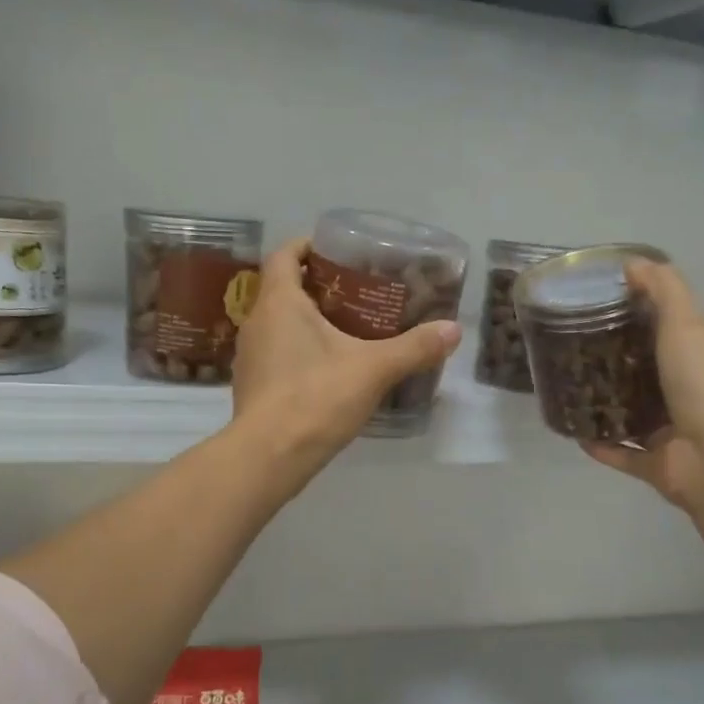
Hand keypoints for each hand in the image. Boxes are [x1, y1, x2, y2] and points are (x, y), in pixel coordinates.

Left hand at [230, 238, 461, 483]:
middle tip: (355, 291)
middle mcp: (256, 322)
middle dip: (316, 285)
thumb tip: (454, 329)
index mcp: (279, 302)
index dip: (308, 245)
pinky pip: (276, 353)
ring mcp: (249, 356)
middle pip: (283, 288)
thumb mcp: (373, 369)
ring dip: (306, 319)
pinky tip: (327, 368)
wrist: (268, 457)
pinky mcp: (252, 386)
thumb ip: (414, 348)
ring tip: (346, 328)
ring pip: (278, 323)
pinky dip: (298, 350)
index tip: (337, 251)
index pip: (284, 254)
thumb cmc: (316, 398)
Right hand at [582, 260, 703, 514]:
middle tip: (576, 347)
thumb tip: (633, 262)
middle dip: (618, 363)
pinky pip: (622, 454)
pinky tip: (572, 430)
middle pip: (650, 374)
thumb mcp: (687, 324)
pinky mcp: (656, 466)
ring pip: (635, 415)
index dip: (644, 317)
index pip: (674, 332)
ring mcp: (674, 434)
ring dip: (607, 404)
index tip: (605, 306)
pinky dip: (600, 445)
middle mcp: (691, 396)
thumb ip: (663, 290)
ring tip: (570, 387)